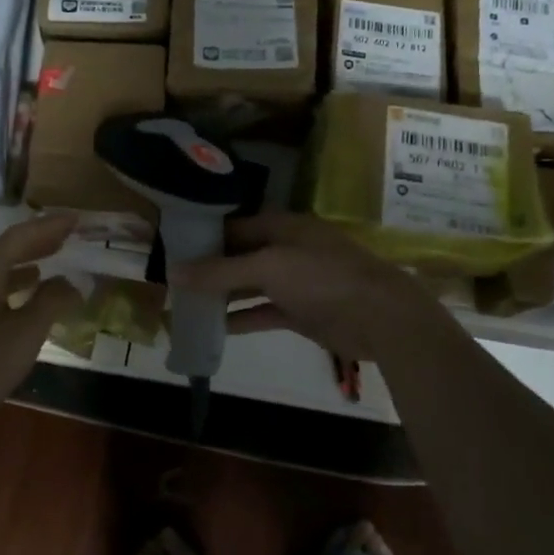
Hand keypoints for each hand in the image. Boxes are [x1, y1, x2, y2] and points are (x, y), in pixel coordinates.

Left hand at [0, 213, 83, 436]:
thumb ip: (50, 303)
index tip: (76, 219)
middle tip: (67, 237)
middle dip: (36, 242)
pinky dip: (8, 287)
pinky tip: (19, 303)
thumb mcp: (24, 335)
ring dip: (22, 265)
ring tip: (48, 266)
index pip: (19, 236)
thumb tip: (70, 282)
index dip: (49, 226)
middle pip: (4, 250)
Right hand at [168, 212, 446, 362]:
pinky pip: (263, 312)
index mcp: (283, 227)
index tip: (173, 247)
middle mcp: (287, 250)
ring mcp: (296, 282)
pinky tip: (214, 328)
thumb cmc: (322, 278)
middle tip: (172, 279)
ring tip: (186, 303)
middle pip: (241, 255)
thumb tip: (173, 272)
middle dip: (210, 267)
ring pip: (251, 285)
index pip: (235, 225)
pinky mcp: (301, 312)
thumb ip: (221, 270)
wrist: (380, 317)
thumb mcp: (268, 268)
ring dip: (223, 294)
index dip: (205, 235)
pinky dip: (242, 318)